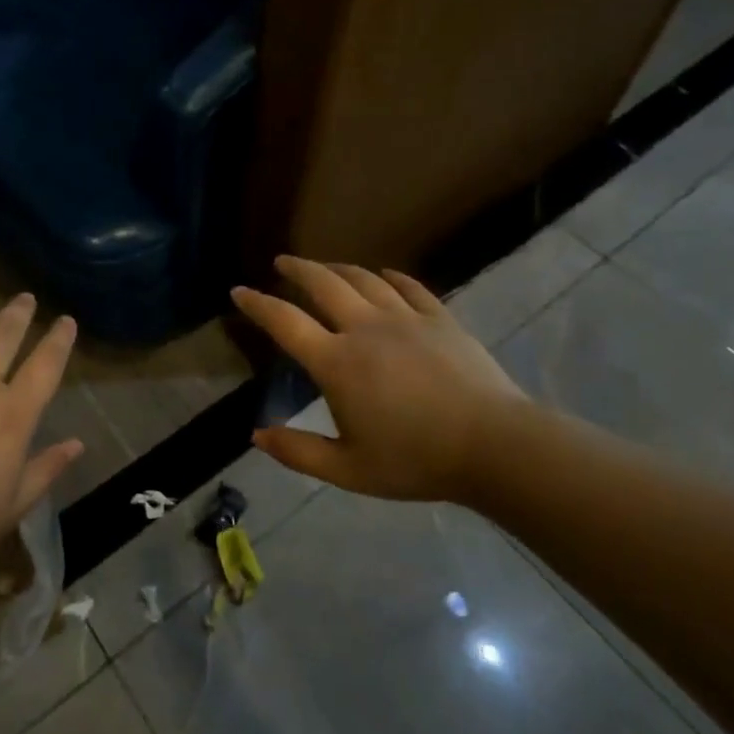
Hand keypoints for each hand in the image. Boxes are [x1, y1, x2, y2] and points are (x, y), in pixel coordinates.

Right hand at [232, 256, 530, 504]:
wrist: (494, 446)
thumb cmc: (415, 461)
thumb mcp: (348, 470)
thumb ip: (298, 452)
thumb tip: (256, 435)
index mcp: (337, 363)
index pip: (285, 323)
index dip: (258, 304)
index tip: (239, 290)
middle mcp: (365, 328)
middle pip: (323, 284)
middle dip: (297, 269)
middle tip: (282, 262)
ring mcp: (405, 318)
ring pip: (364, 279)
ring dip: (338, 268)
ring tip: (325, 268)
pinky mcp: (439, 319)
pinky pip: (409, 286)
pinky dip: (390, 276)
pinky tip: (384, 275)